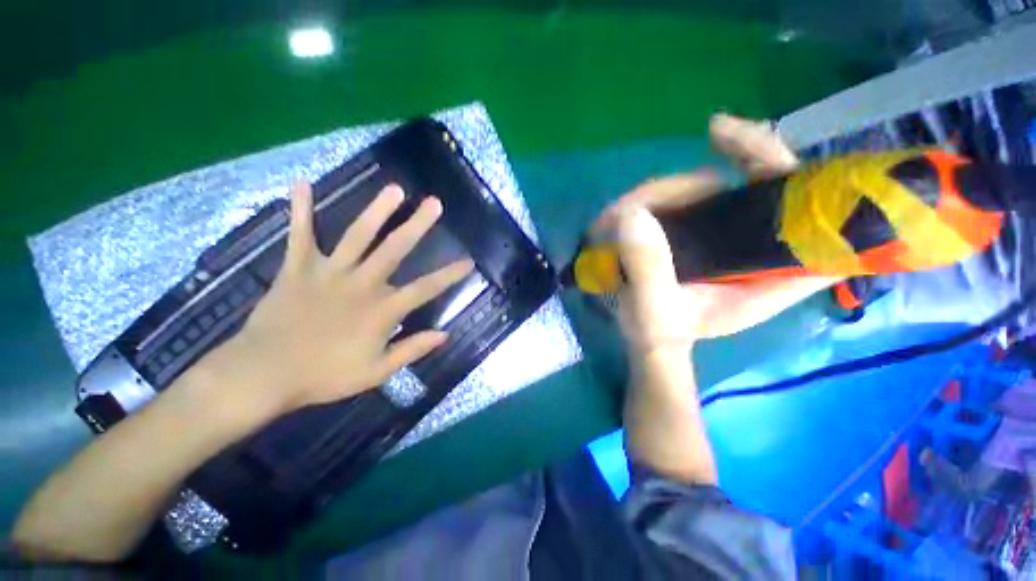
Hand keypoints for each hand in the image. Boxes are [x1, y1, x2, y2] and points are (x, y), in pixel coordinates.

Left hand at [209, 181, 471, 417]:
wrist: (264, 374)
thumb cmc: (325, 376)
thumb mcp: (377, 372)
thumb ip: (412, 349)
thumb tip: (445, 334)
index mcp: (382, 309)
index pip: (426, 288)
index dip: (450, 274)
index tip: (469, 261)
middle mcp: (361, 284)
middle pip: (395, 249)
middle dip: (417, 225)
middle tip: (434, 203)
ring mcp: (329, 272)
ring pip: (357, 236)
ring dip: (377, 211)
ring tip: (394, 189)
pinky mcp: (298, 268)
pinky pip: (300, 234)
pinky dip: (301, 209)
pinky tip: (302, 183)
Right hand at [601, 114, 839, 357]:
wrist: (647, 334)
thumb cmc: (658, 331)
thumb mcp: (653, 312)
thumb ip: (647, 270)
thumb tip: (633, 215)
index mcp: (769, 276)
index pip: (815, 218)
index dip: (811, 177)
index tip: (798, 150)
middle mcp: (757, 248)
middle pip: (772, 181)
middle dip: (743, 154)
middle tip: (715, 132)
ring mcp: (728, 235)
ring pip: (720, 184)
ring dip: (671, 187)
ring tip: (624, 212)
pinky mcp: (702, 230)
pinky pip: (690, 194)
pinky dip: (660, 193)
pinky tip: (633, 209)